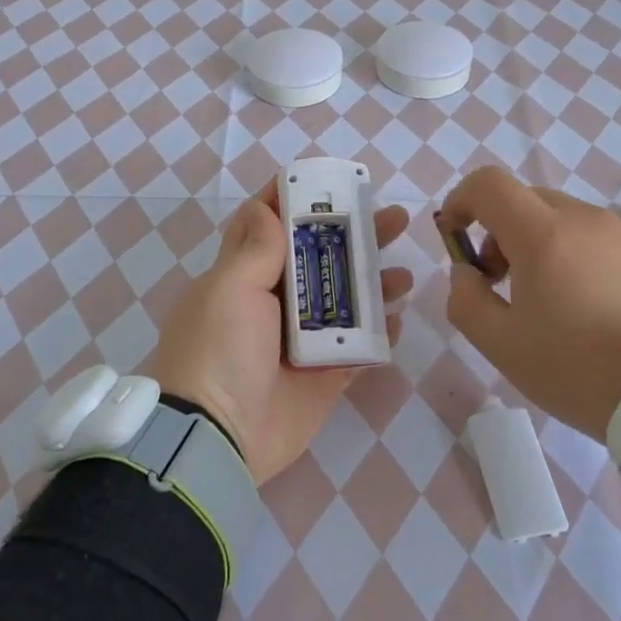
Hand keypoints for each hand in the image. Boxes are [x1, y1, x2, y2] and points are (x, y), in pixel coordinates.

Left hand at [147, 181, 411, 484]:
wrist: (216, 438)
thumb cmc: (219, 350)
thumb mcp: (230, 289)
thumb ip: (255, 249)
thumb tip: (264, 206)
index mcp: (243, 277)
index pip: (268, 227)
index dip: (294, 202)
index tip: (328, 181)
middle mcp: (273, 304)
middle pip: (320, 260)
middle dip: (354, 237)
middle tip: (393, 218)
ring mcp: (301, 342)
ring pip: (345, 301)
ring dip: (374, 283)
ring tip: (404, 272)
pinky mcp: (323, 377)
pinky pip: (357, 349)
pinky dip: (379, 333)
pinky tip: (400, 317)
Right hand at [438, 166, 620, 442]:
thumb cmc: (579, 367)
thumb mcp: (502, 345)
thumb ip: (465, 300)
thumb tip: (465, 273)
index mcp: (542, 233)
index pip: (488, 184)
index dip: (459, 202)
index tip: (453, 239)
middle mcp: (579, 218)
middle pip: (520, 199)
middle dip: (493, 230)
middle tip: (493, 281)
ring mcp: (614, 232)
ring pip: (552, 216)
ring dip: (527, 242)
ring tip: (534, 297)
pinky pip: (582, 234)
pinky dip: (560, 251)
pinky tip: (571, 303)